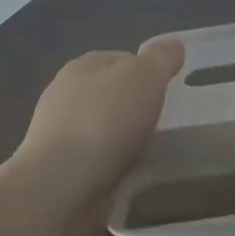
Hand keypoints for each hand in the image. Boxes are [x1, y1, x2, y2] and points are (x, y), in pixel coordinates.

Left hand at [19, 40, 184, 193]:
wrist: (61, 189)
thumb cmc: (104, 122)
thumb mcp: (143, 77)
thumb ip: (161, 59)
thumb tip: (173, 46)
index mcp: (80, 68)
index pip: (120, 59)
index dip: (147, 69)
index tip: (171, 88)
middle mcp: (66, 98)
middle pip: (113, 95)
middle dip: (139, 106)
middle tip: (171, 119)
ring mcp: (61, 138)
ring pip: (107, 130)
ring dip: (129, 139)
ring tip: (160, 150)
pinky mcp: (64, 173)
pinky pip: (102, 162)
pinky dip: (120, 167)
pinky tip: (138, 175)